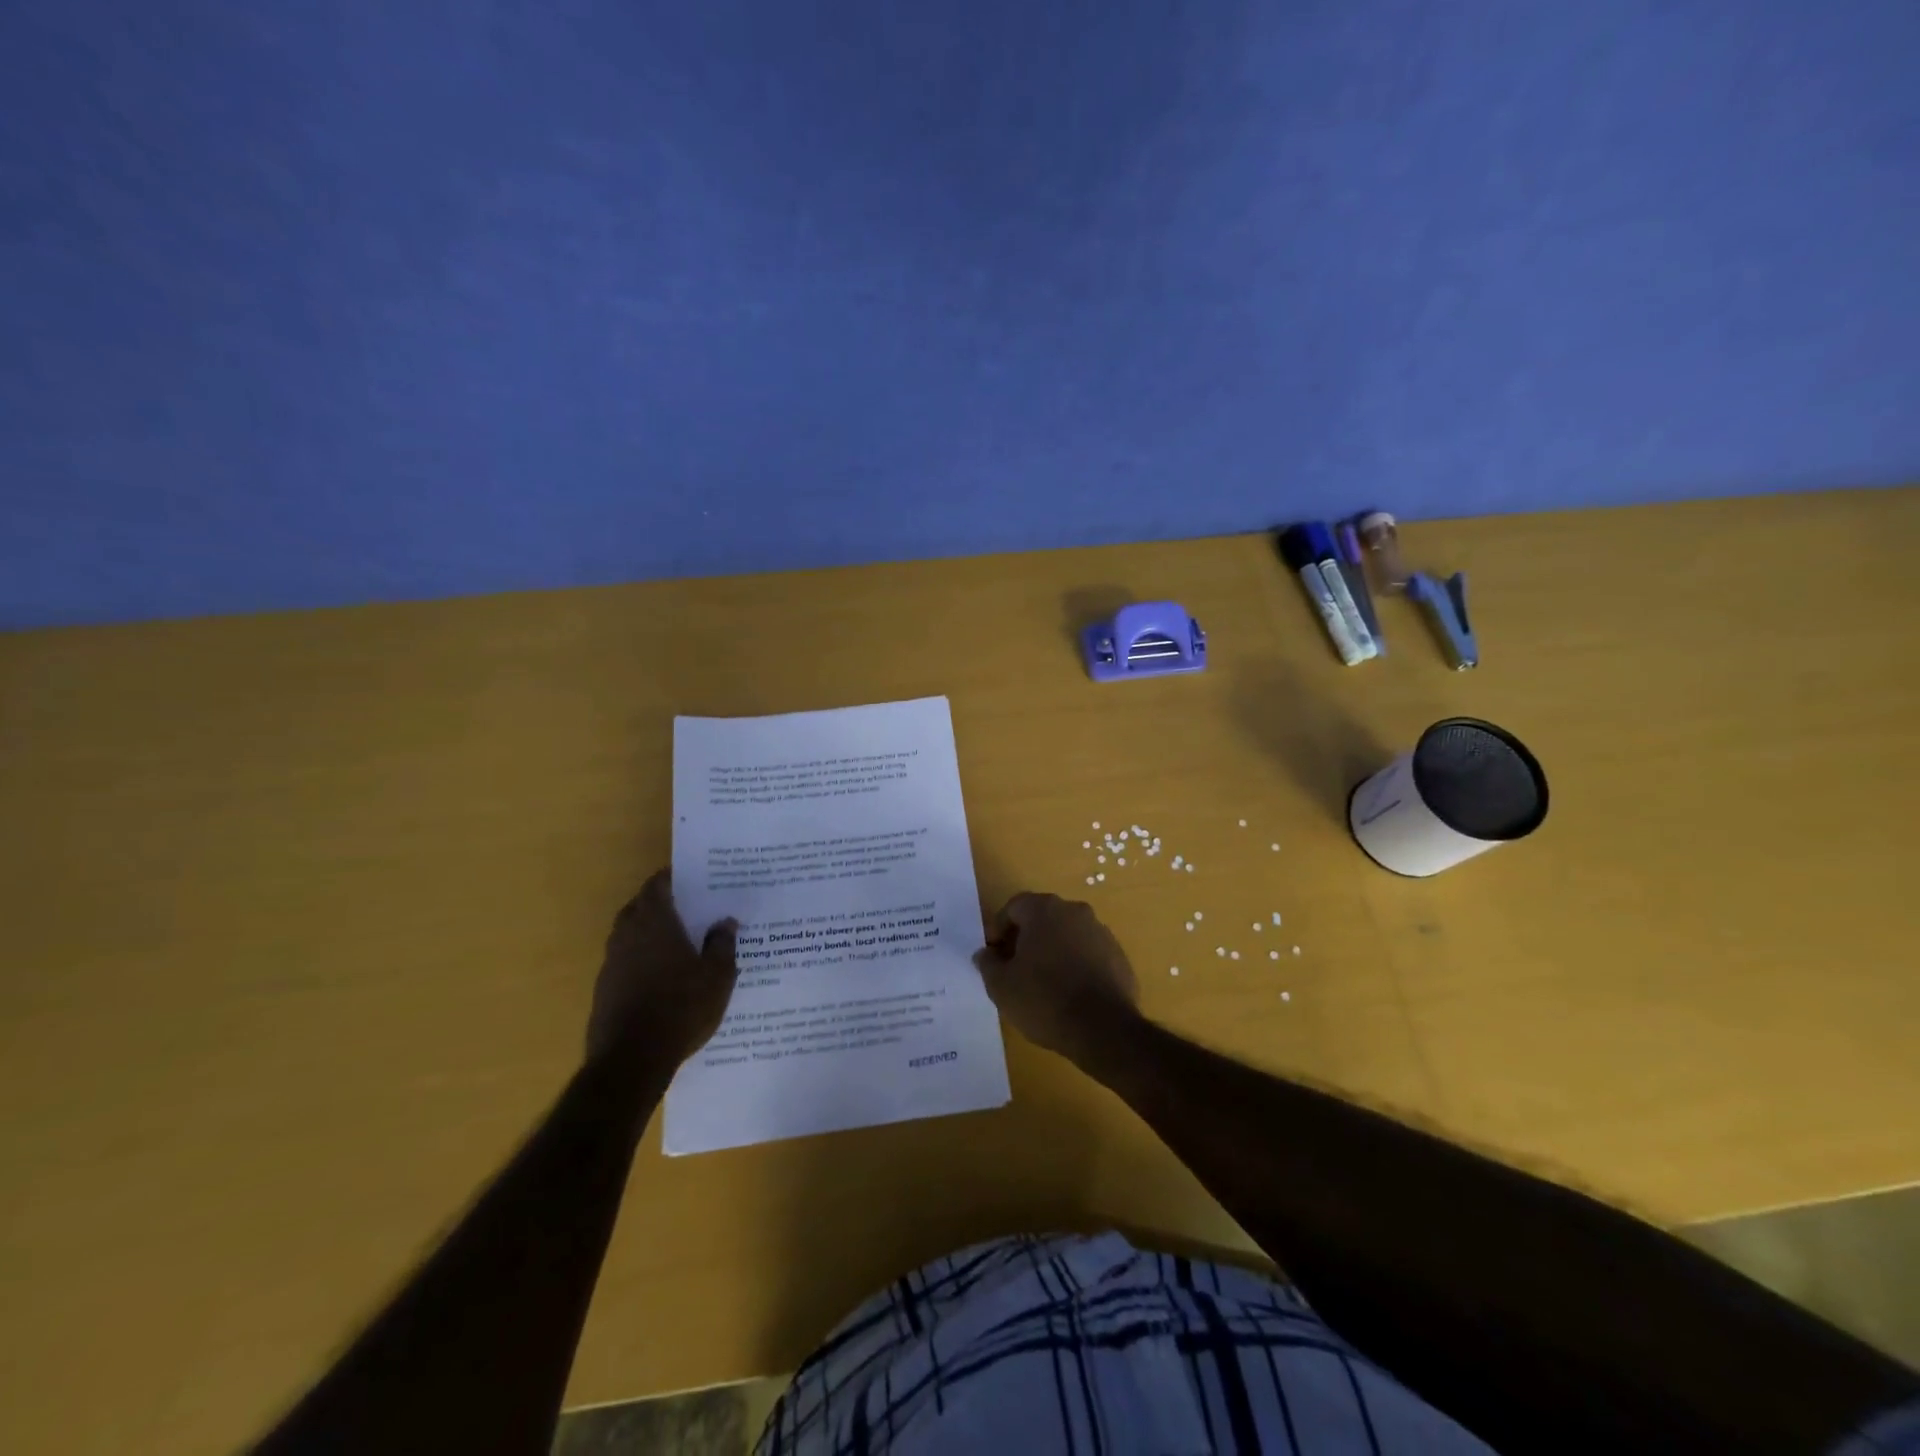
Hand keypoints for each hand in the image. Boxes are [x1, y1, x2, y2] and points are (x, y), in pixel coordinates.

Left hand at [588, 870, 738, 1067]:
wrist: (632, 1059)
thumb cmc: (681, 1007)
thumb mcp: (717, 976)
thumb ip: (722, 944)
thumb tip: (725, 922)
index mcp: (655, 922)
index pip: (657, 886)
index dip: (671, 878)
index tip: (690, 879)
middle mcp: (627, 935)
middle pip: (639, 907)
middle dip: (660, 903)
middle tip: (687, 908)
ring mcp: (611, 963)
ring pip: (628, 934)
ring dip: (648, 932)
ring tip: (676, 941)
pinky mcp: (604, 990)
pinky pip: (624, 961)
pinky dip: (640, 959)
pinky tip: (660, 976)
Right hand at [974, 892, 1141, 1068]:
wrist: (1103, 1029)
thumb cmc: (1044, 1000)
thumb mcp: (1002, 986)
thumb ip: (988, 964)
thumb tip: (985, 954)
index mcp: (1044, 910)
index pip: (1014, 907)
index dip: (999, 929)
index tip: (994, 956)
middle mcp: (1075, 911)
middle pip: (1042, 917)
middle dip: (1026, 938)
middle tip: (1015, 968)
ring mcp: (1101, 932)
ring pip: (1067, 934)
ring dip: (1052, 950)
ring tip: (1042, 983)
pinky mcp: (1118, 955)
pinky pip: (1088, 953)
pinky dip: (1075, 965)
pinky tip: (1069, 992)